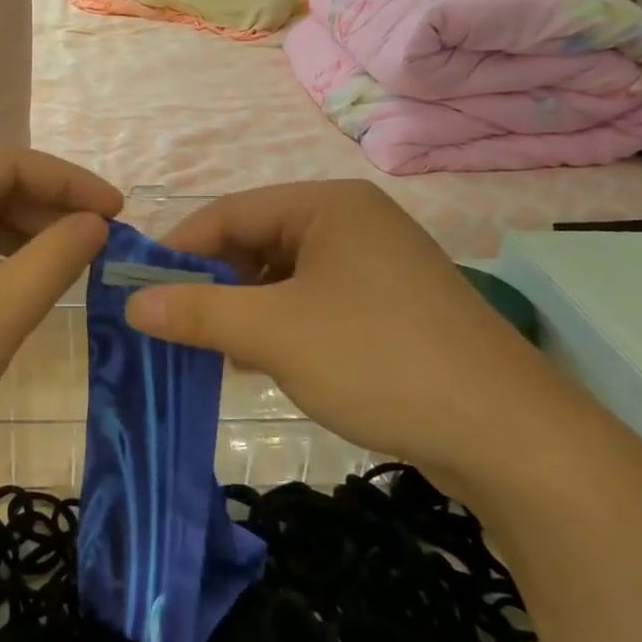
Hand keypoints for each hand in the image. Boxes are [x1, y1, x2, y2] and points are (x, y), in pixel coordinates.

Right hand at [126, 181, 592, 485]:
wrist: (510, 437)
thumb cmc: (378, 359)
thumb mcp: (275, 333)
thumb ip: (198, 312)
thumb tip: (132, 303)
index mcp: (327, 204)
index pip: (230, 212)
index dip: (180, 249)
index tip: (139, 288)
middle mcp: (353, 222)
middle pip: (257, 241)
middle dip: (214, 283)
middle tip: (176, 325)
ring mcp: (377, 264)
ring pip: (284, 276)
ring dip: (245, 309)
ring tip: (215, 349)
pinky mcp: (391, 306)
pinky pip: (315, 301)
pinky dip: (281, 325)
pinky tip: (263, 360)